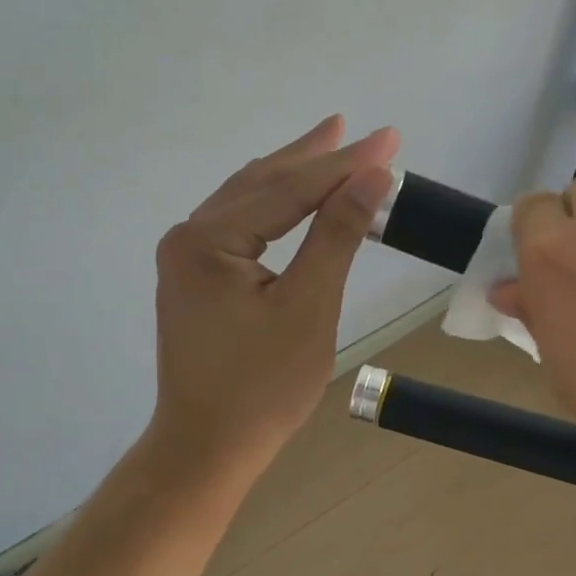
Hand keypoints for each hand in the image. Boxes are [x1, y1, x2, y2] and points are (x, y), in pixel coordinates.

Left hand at [150, 116, 399, 479]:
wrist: (208, 447)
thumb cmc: (263, 388)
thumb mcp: (308, 307)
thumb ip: (336, 234)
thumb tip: (372, 175)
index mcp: (208, 241)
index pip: (288, 189)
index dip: (343, 163)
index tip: (389, 138)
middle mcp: (188, 237)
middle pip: (262, 183)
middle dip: (313, 157)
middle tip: (355, 128)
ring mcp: (186, 257)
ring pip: (248, 200)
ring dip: (292, 175)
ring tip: (329, 145)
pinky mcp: (194, 276)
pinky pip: (239, 224)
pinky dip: (274, 206)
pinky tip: (293, 195)